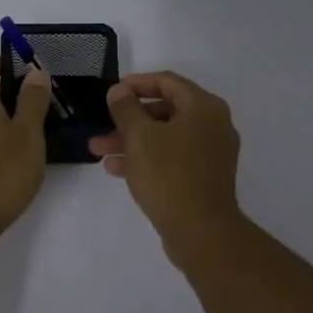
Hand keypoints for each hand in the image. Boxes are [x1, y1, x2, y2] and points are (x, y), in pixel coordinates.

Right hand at [88, 71, 241, 261]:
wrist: (201, 231)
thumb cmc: (169, 175)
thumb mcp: (139, 136)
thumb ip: (126, 108)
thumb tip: (119, 91)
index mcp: (204, 107)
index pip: (167, 81)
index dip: (136, 84)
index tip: (111, 93)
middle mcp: (213, 125)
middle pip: (165, 111)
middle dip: (128, 120)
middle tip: (101, 129)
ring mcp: (211, 153)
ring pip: (166, 137)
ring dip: (132, 141)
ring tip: (99, 152)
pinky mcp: (205, 177)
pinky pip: (173, 158)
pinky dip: (147, 158)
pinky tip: (117, 169)